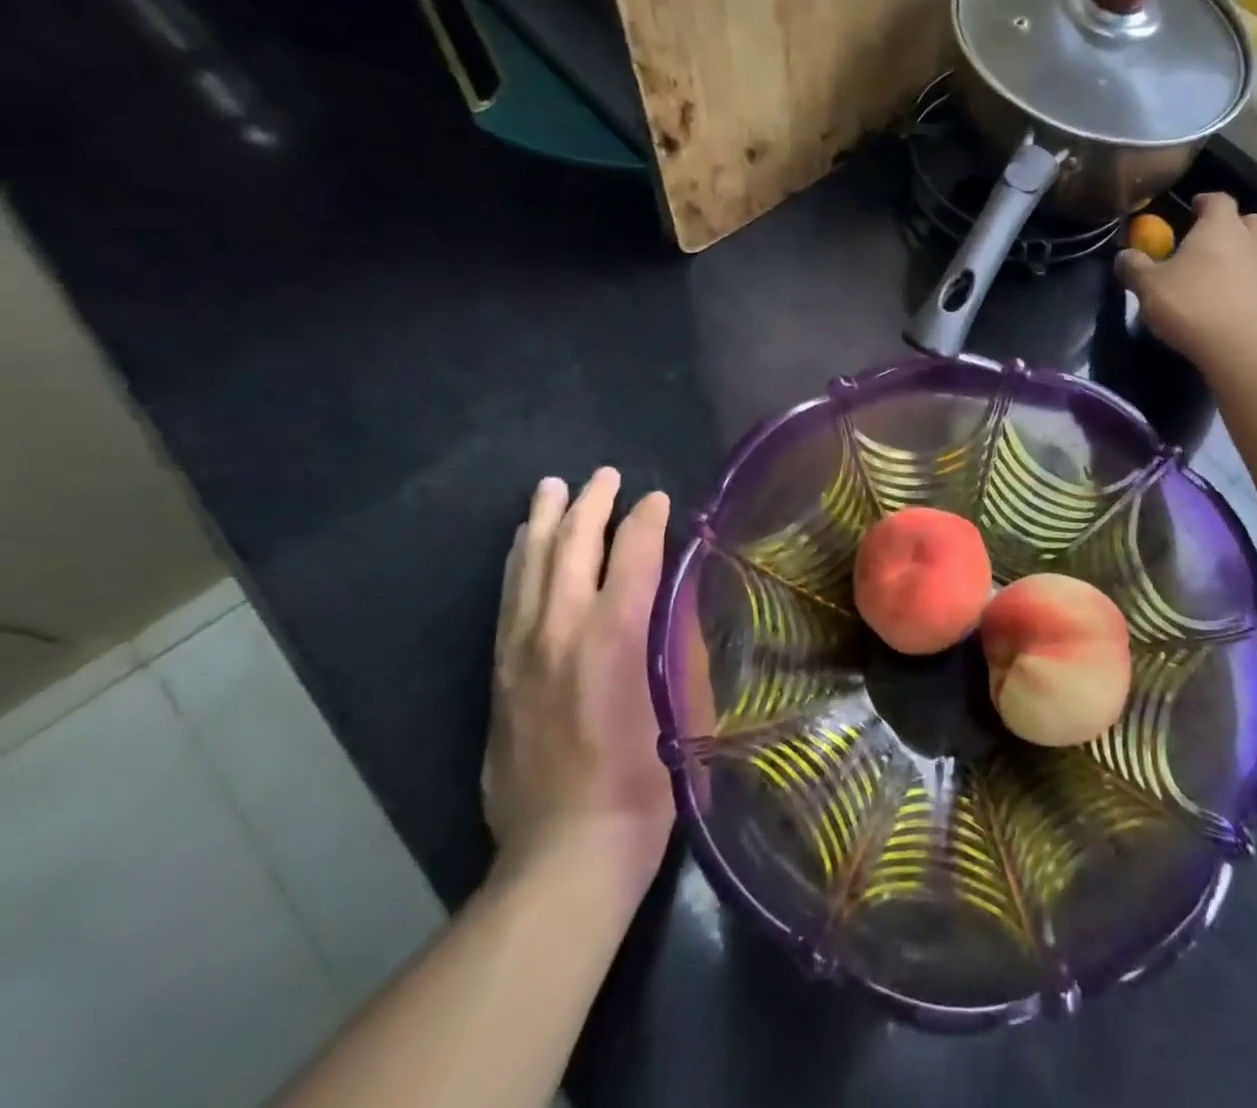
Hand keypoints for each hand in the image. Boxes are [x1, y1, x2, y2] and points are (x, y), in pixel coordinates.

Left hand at [483, 469, 673, 882]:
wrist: (568, 851)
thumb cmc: (648, 777)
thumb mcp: (685, 701)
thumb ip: (677, 640)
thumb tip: (674, 596)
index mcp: (615, 634)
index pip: (633, 551)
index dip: (648, 518)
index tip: (659, 499)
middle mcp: (561, 630)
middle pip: (572, 547)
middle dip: (590, 504)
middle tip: (605, 476)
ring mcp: (521, 652)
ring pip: (529, 567)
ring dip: (544, 523)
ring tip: (552, 489)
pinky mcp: (500, 676)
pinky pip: (509, 601)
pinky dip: (519, 563)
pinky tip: (523, 548)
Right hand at [1115, 192, 1256, 364]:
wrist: (1240, 346)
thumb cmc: (1190, 303)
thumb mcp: (1148, 286)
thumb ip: (1135, 267)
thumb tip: (1124, 255)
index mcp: (1220, 228)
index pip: (1218, 200)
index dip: (1205, 202)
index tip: (1192, 210)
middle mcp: (1250, 242)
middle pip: (1252, 221)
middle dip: (1234, 226)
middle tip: (1212, 242)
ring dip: (1241, 260)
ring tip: (1215, 281)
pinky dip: (1246, 289)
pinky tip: (1227, 308)